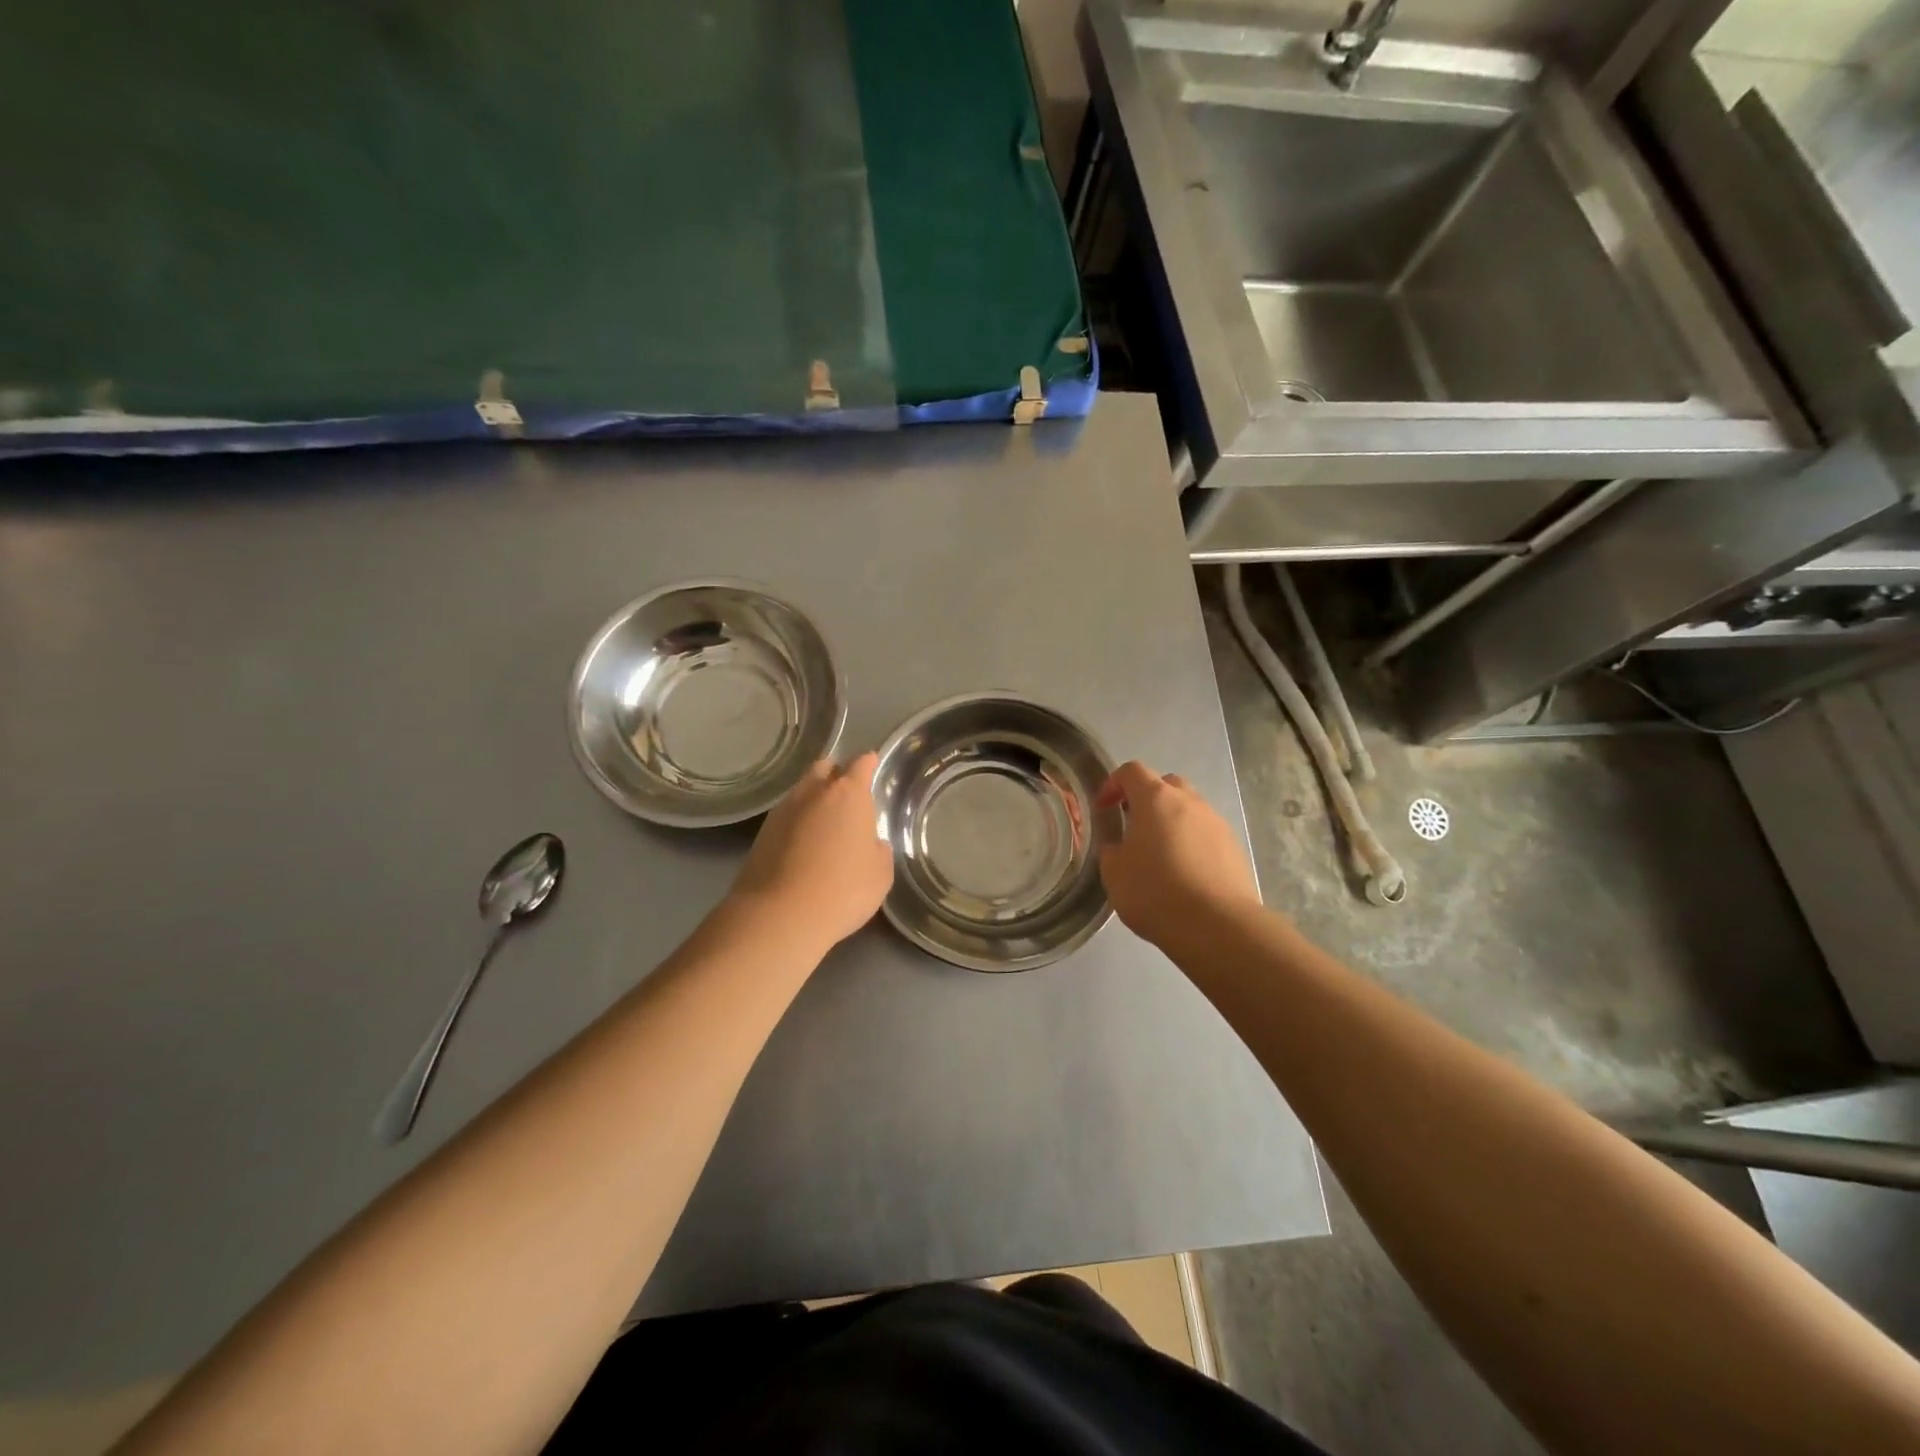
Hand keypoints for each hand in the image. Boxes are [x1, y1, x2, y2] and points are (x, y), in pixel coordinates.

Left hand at [728, 753, 893, 949]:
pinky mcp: (762, 832)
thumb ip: (878, 850)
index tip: (872, 767)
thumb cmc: (843, 890)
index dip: (868, 764)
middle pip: (825, 768)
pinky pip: (786, 816)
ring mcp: (783, 810)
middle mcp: (814, 792)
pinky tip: (804, 845)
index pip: (861, 764)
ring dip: (814, 800)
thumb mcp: (880, 874)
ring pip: (802, 791)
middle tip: (847, 797)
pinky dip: (797, 822)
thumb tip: (870, 843)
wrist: (779, 915)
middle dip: (836, 775)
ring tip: (825, 825)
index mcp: (849, 794)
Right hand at [1096, 761, 1260, 951]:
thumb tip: (1120, 847)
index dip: (1113, 784)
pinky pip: (1206, 835)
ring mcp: (1216, 823)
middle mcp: (1189, 802)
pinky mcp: (1234, 848)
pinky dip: (1192, 844)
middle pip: (1166, 785)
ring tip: (1160, 855)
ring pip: (1189, 810)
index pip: (1131, 771)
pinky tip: (1185, 874)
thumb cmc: (1155, 892)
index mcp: (1155, 799)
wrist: (1217, 925)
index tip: (1103, 808)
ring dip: (1172, 822)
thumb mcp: (1114, 873)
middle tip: (1133, 826)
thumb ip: (1112, 851)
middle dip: (1147, 799)